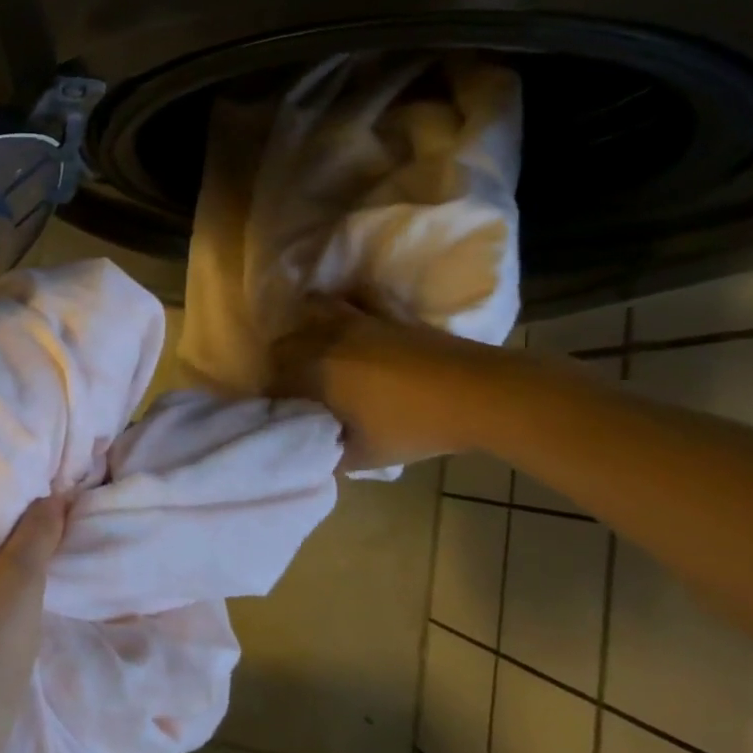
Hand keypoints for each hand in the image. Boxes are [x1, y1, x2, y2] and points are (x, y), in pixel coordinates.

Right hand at [269, 300, 514, 470]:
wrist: (480, 396)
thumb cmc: (415, 427)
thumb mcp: (363, 456)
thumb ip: (327, 452)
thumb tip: (310, 449)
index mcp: (313, 372)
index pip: (273, 380)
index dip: (271, 397)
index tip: (278, 412)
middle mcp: (326, 338)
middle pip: (284, 343)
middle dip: (280, 363)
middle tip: (292, 387)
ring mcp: (359, 320)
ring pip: (313, 309)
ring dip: (304, 325)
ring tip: (311, 346)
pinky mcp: (389, 312)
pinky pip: (358, 296)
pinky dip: (348, 302)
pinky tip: (349, 315)